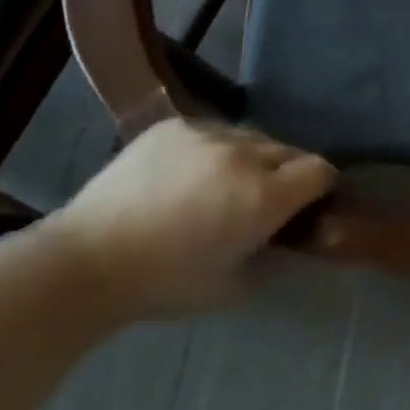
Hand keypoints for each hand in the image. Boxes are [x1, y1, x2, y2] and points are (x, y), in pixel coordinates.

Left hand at [42, 120, 335, 321]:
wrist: (88, 259)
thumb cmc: (165, 283)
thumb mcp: (235, 285)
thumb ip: (273, 254)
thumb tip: (291, 236)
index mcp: (264, 197)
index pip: (319, 170)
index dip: (321, 187)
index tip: (310, 203)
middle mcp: (244, 155)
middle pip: (288, 150)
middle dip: (287, 173)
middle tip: (266, 199)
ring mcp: (207, 133)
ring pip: (251, 137)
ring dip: (252, 158)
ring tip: (226, 182)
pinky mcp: (175, 124)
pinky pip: (214, 130)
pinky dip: (216, 149)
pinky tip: (191, 172)